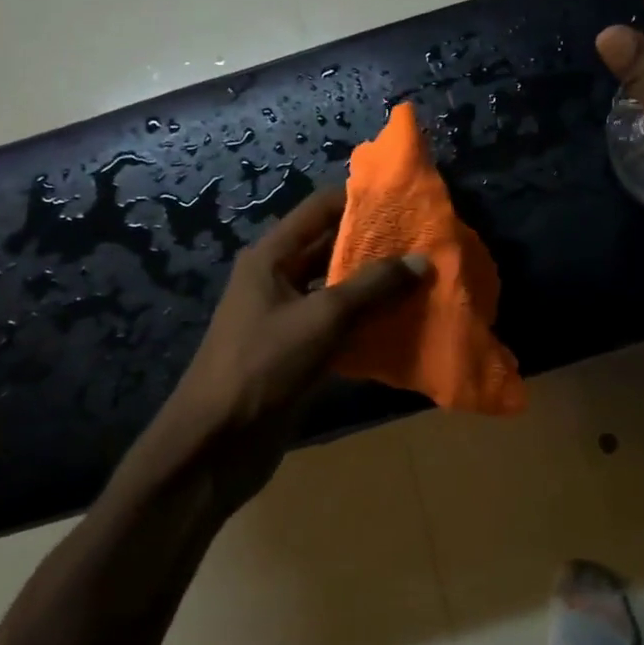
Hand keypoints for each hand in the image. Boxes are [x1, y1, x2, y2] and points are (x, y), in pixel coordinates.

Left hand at [130, 186, 428, 501]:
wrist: (217, 445)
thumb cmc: (264, 366)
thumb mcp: (323, 318)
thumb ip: (373, 286)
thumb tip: (421, 259)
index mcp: (272, 256)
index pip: (320, 208)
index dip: (360, 199)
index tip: (405, 200)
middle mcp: (278, 278)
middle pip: (331, 247)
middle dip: (376, 244)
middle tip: (426, 242)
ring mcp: (287, 316)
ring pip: (339, 288)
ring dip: (376, 285)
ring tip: (425, 277)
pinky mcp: (298, 351)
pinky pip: (339, 324)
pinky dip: (368, 320)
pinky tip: (405, 321)